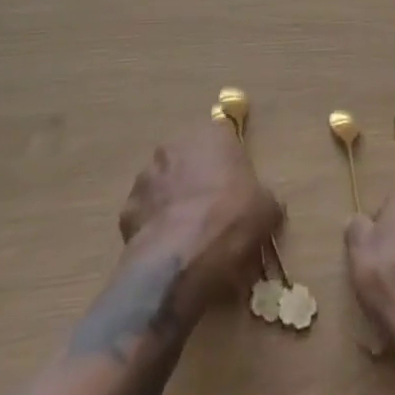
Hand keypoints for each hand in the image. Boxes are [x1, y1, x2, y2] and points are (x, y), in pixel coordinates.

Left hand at [119, 123, 280, 310]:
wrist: (182, 259)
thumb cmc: (231, 222)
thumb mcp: (267, 210)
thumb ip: (263, 199)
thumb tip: (264, 207)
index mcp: (211, 135)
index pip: (222, 138)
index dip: (230, 165)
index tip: (237, 191)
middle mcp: (175, 145)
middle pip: (190, 159)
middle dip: (198, 181)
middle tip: (214, 214)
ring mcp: (146, 175)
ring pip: (164, 185)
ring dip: (174, 202)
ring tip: (189, 237)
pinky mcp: (127, 207)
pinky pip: (146, 214)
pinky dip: (155, 228)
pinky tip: (169, 251)